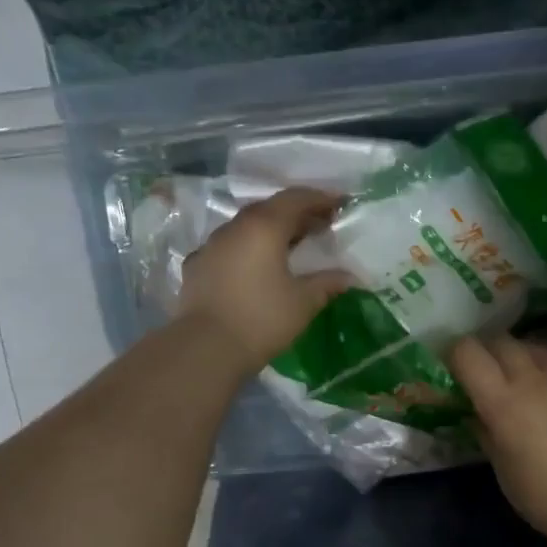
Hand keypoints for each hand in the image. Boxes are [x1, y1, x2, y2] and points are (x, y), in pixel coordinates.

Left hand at [178, 187, 354, 371]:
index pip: (296, 198)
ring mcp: (211, 245)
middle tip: (321, 225)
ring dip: (271, 230)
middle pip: (270, 208)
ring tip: (292, 246)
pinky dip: (248, 248)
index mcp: (264, 227)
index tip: (341, 204)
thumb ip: (327, 283)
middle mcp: (235, 227)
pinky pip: (229, 247)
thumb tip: (349, 277)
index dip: (321, 198)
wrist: (205, 348)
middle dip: (298, 213)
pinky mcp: (197, 266)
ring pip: (247, 226)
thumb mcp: (303, 302)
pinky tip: (256, 266)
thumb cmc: (262, 319)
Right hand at [447, 335, 546, 537]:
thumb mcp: (501, 467)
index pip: (468, 352)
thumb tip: (476, 413)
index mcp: (502, 400)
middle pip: (501, 340)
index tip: (454, 369)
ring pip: (535, 343)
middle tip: (487, 373)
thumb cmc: (543, 495)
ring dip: (522, 354)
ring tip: (522, 375)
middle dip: (488, 351)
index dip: (456, 355)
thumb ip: (485, 431)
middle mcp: (532, 376)